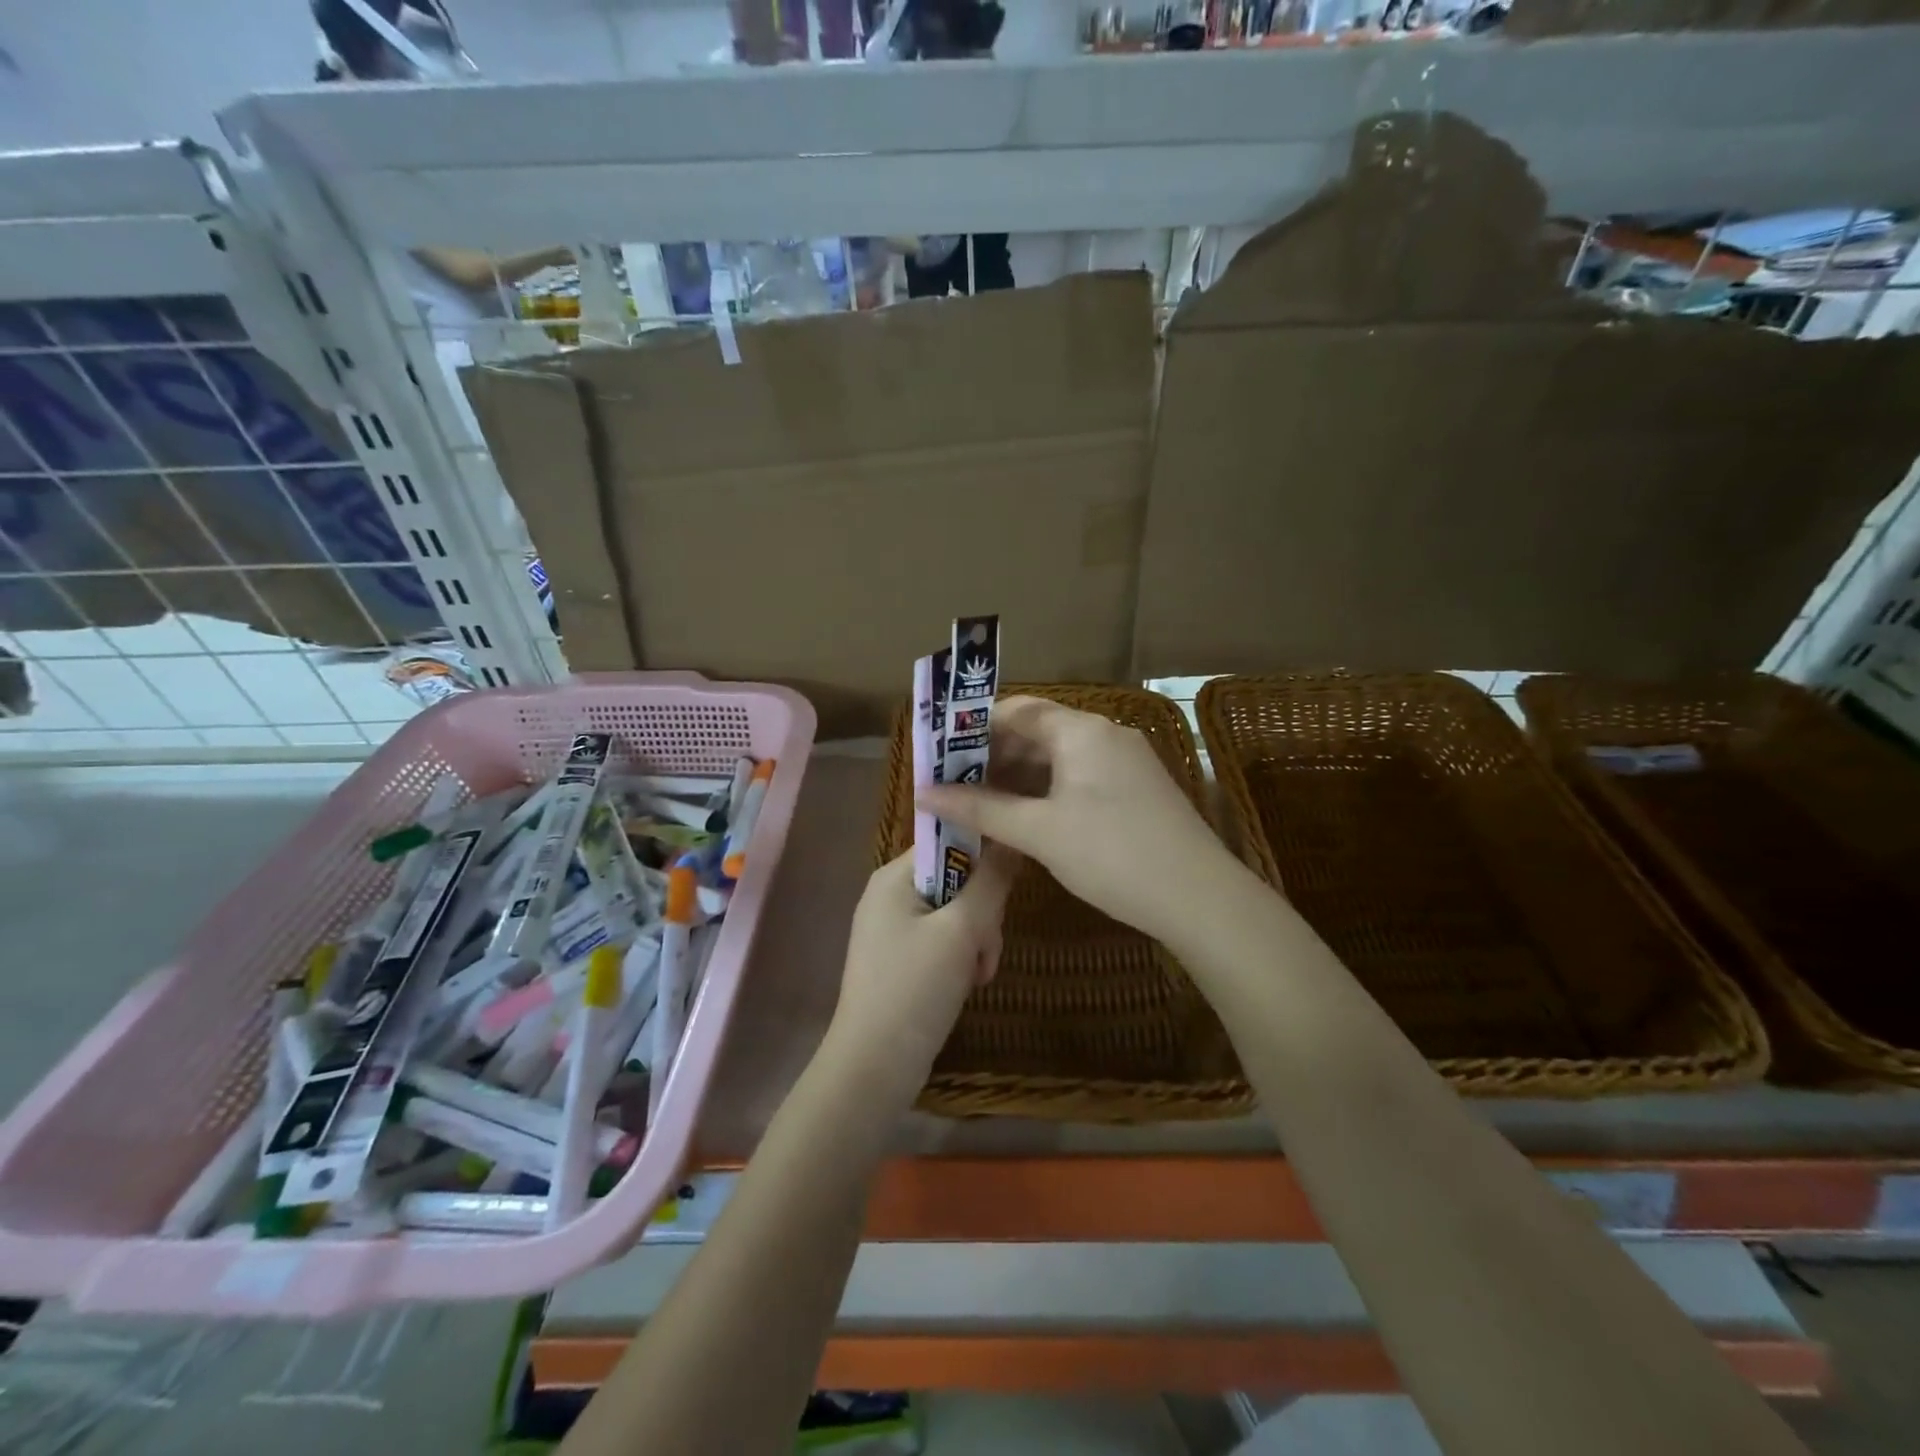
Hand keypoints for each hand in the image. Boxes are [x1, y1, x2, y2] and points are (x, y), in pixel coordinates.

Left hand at [830, 849, 1015, 1088]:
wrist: (873, 1068)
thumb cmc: (914, 989)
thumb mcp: (961, 931)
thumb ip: (990, 882)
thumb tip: (1011, 839)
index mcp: (893, 878)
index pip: (948, 841)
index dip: (982, 858)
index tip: (1003, 889)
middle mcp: (890, 896)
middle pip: (957, 881)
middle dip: (982, 914)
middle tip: (985, 947)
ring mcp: (894, 930)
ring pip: (957, 915)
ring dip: (977, 941)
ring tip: (977, 974)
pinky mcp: (903, 961)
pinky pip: (944, 942)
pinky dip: (962, 959)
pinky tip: (969, 984)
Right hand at [918, 696, 1237, 942]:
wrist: (1200, 898)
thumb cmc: (1112, 854)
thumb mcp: (1040, 831)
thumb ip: (981, 809)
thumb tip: (924, 793)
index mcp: (1082, 730)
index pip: (1018, 710)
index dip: (975, 729)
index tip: (941, 755)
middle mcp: (1105, 734)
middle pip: (1038, 733)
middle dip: (994, 758)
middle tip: (953, 788)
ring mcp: (1125, 762)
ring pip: (1059, 759)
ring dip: (1019, 780)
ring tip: (980, 808)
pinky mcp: (1136, 790)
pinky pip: (1079, 778)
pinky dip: (1047, 794)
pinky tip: (1025, 821)